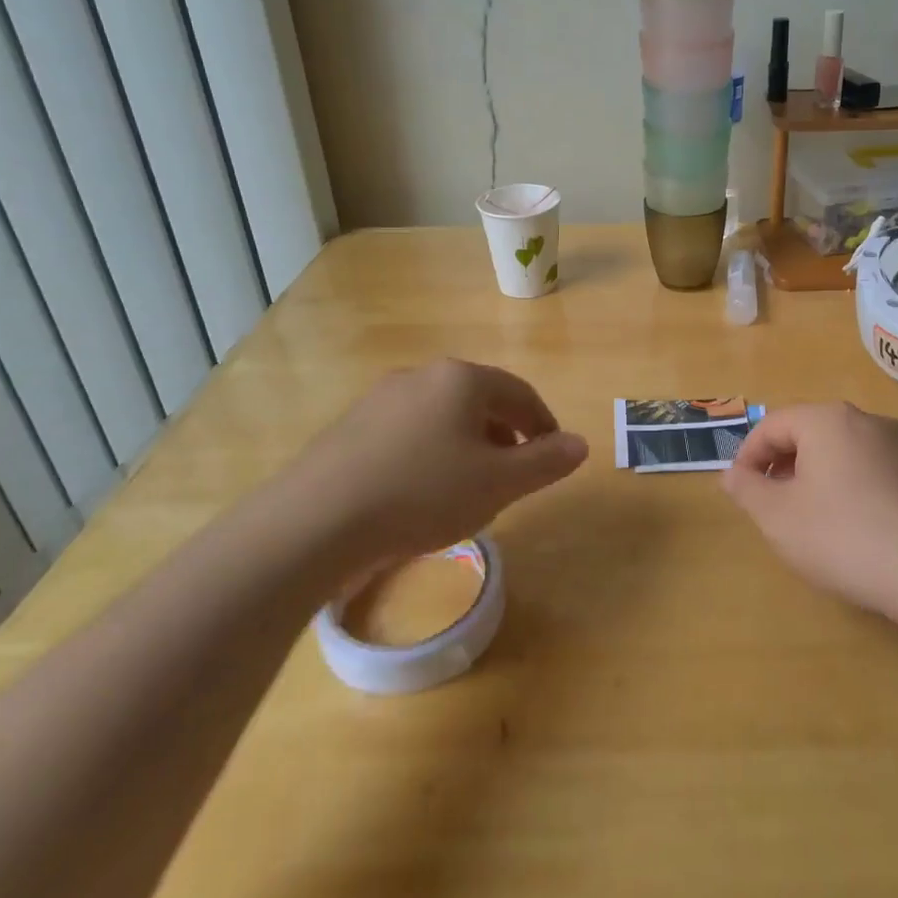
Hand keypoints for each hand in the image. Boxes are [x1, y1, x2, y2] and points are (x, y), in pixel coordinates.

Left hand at [272, 360, 587, 574]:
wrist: (316, 521)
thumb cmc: (423, 493)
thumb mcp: (499, 483)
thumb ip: (545, 461)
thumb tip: (581, 444)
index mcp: (462, 379)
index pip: (520, 393)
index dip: (544, 423)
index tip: (553, 455)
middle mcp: (421, 376)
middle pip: (479, 400)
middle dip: (505, 434)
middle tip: (515, 472)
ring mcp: (380, 399)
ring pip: (442, 416)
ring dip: (467, 445)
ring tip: (471, 486)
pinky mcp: (350, 427)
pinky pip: (408, 432)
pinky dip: (430, 454)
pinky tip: (421, 492)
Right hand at [723, 403, 897, 623]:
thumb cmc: (843, 536)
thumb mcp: (778, 517)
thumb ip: (747, 490)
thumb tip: (731, 474)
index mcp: (827, 420)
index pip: (774, 424)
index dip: (749, 455)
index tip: (741, 488)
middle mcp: (867, 421)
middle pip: (812, 433)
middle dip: (785, 464)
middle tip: (772, 501)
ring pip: (848, 451)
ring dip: (822, 475)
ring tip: (813, 514)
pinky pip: (879, 472)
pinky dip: (859, 488)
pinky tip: (860, 524)